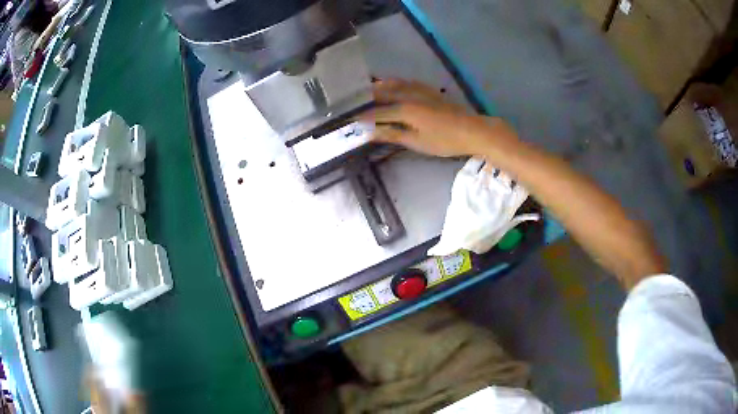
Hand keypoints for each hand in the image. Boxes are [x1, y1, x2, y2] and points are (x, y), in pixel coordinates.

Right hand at [362, 79, 518, 157]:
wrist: (472, 130)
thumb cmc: (445, 140)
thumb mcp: (417, 142)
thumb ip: (392, 135)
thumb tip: (370, 133)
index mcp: (405, 110)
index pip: (377, 111)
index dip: (362, 116)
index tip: (349, 118)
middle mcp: (409, 95)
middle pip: (382, 92)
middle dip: (366, 96)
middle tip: (353, 100)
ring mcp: (420, 90)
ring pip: (394, 83)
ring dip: (379, 86)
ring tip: (367, 90)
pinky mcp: (428, 89)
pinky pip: (406, 82)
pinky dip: (394, 83)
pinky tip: (392, 85)